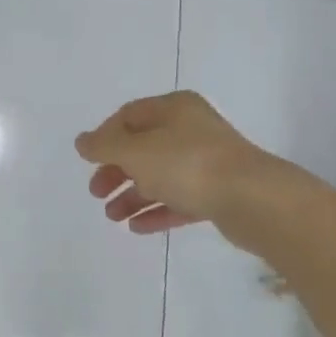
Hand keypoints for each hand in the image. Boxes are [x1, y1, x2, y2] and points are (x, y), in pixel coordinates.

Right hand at [75, 91, 290, 247]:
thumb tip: (82, 141)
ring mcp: (207, 162)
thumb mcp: (135, 151)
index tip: (89, 161)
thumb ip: (104, 146)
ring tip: (112, 217)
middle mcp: (191, 129)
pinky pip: (179, 199)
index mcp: (173, 108)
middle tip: (96, 192)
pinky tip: (136, 228)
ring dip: (132, 194)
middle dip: (116, 170)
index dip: (104, 136)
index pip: (129, 115)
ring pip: (160, 175)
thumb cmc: (187, 164)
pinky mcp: (218, 192)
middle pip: (143, 147)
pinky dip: (156, 210)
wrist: (253, 199)